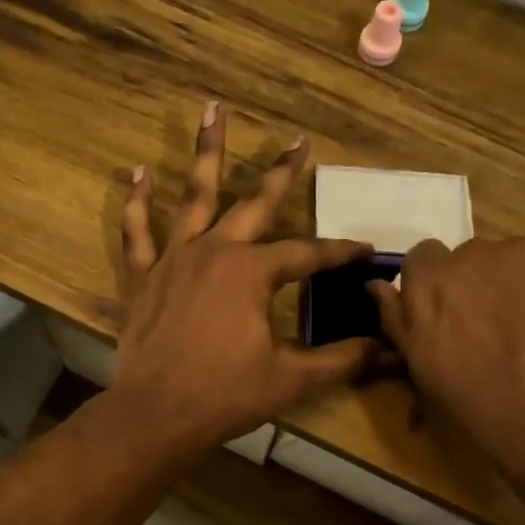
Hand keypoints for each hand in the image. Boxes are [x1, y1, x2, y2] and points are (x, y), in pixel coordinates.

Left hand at [110, 105, 378, 453]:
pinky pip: (138, 232)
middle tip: (297, 141)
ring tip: (211, 110)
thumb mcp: (291, 378)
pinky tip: (139, 172)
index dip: (339, 253)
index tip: (364, 252)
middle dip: (281, 173)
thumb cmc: (225, 395)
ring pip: (194, 197)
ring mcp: (174, 259)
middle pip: (255, 203)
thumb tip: (387, 351)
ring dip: (206, 153)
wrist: (156, 414)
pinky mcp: (143, 277)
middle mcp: (215, 251)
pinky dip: (137, 202)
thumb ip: (340, 359)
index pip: (307, 254)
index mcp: (252, 272)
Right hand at [369, 238, 524, 474]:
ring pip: (516, 260)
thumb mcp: (421, 370)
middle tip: (495, 328)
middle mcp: (473, 255)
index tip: (451, 314)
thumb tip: (376, 286)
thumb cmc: (479, 408)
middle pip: (471, 256)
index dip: (437, 285)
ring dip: (518, 284)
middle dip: (479, 283)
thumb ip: (396, 320)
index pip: (423, 257)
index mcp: (429, 282)